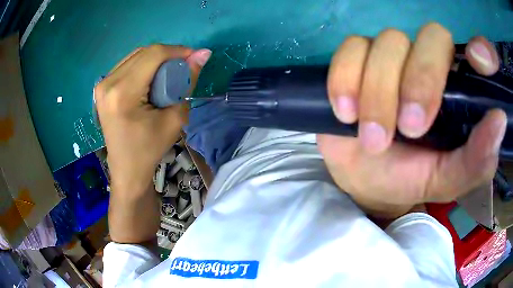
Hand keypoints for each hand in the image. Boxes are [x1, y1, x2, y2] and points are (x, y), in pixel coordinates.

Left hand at [95, 45, 210, 194]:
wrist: (126, 169)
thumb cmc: (150, 149)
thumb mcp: (175, 118)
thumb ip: (188, 81)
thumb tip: (203, 54)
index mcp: (123, 93)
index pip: (153, 55)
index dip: (177, 51)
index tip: (194, 57)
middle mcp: (108, 83)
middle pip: (144, 53)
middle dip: (167, 55)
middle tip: (183, 68)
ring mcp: (102, 84)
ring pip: (135, 56)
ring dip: (155, 59)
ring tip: (168, 74)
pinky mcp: (102, 87)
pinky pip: (127, 65)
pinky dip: (143, 65)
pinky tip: (151, 78)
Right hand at [317, 23, 505, 218]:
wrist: (365, 177)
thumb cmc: (410, 178)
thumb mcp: (447, 180)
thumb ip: (475, 161)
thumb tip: (499, 121)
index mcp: (460, 91)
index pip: (479, 53)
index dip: (483, 51)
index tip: (479, 62)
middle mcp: (430, 62)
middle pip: (431, 38)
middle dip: (420, 80)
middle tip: (409, 128)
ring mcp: (391, 55)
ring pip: (388, 42)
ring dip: (378, 92)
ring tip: (373, 139)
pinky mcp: (356, 59)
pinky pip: (350, 49)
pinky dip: (345, 79)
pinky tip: (346, 113)